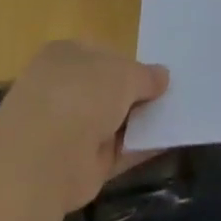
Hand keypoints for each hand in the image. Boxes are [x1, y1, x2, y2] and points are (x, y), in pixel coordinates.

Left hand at [0, 41, 169, 211]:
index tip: (155, 76)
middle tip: (169, 98)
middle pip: (106, 91)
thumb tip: (162, 77)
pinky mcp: (77, 165)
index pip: (101, 55)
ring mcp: (67, 129)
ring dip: (138, 123)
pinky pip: (116, 152)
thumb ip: (146, 76)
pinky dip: (138, 149)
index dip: (129, 64)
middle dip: (134, 95)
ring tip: (176, 119)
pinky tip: (166, 144)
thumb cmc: (82, 94)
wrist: (44, 156)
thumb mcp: (125, 73)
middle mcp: (62, 89)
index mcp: (65, 55)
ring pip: (111, 122)